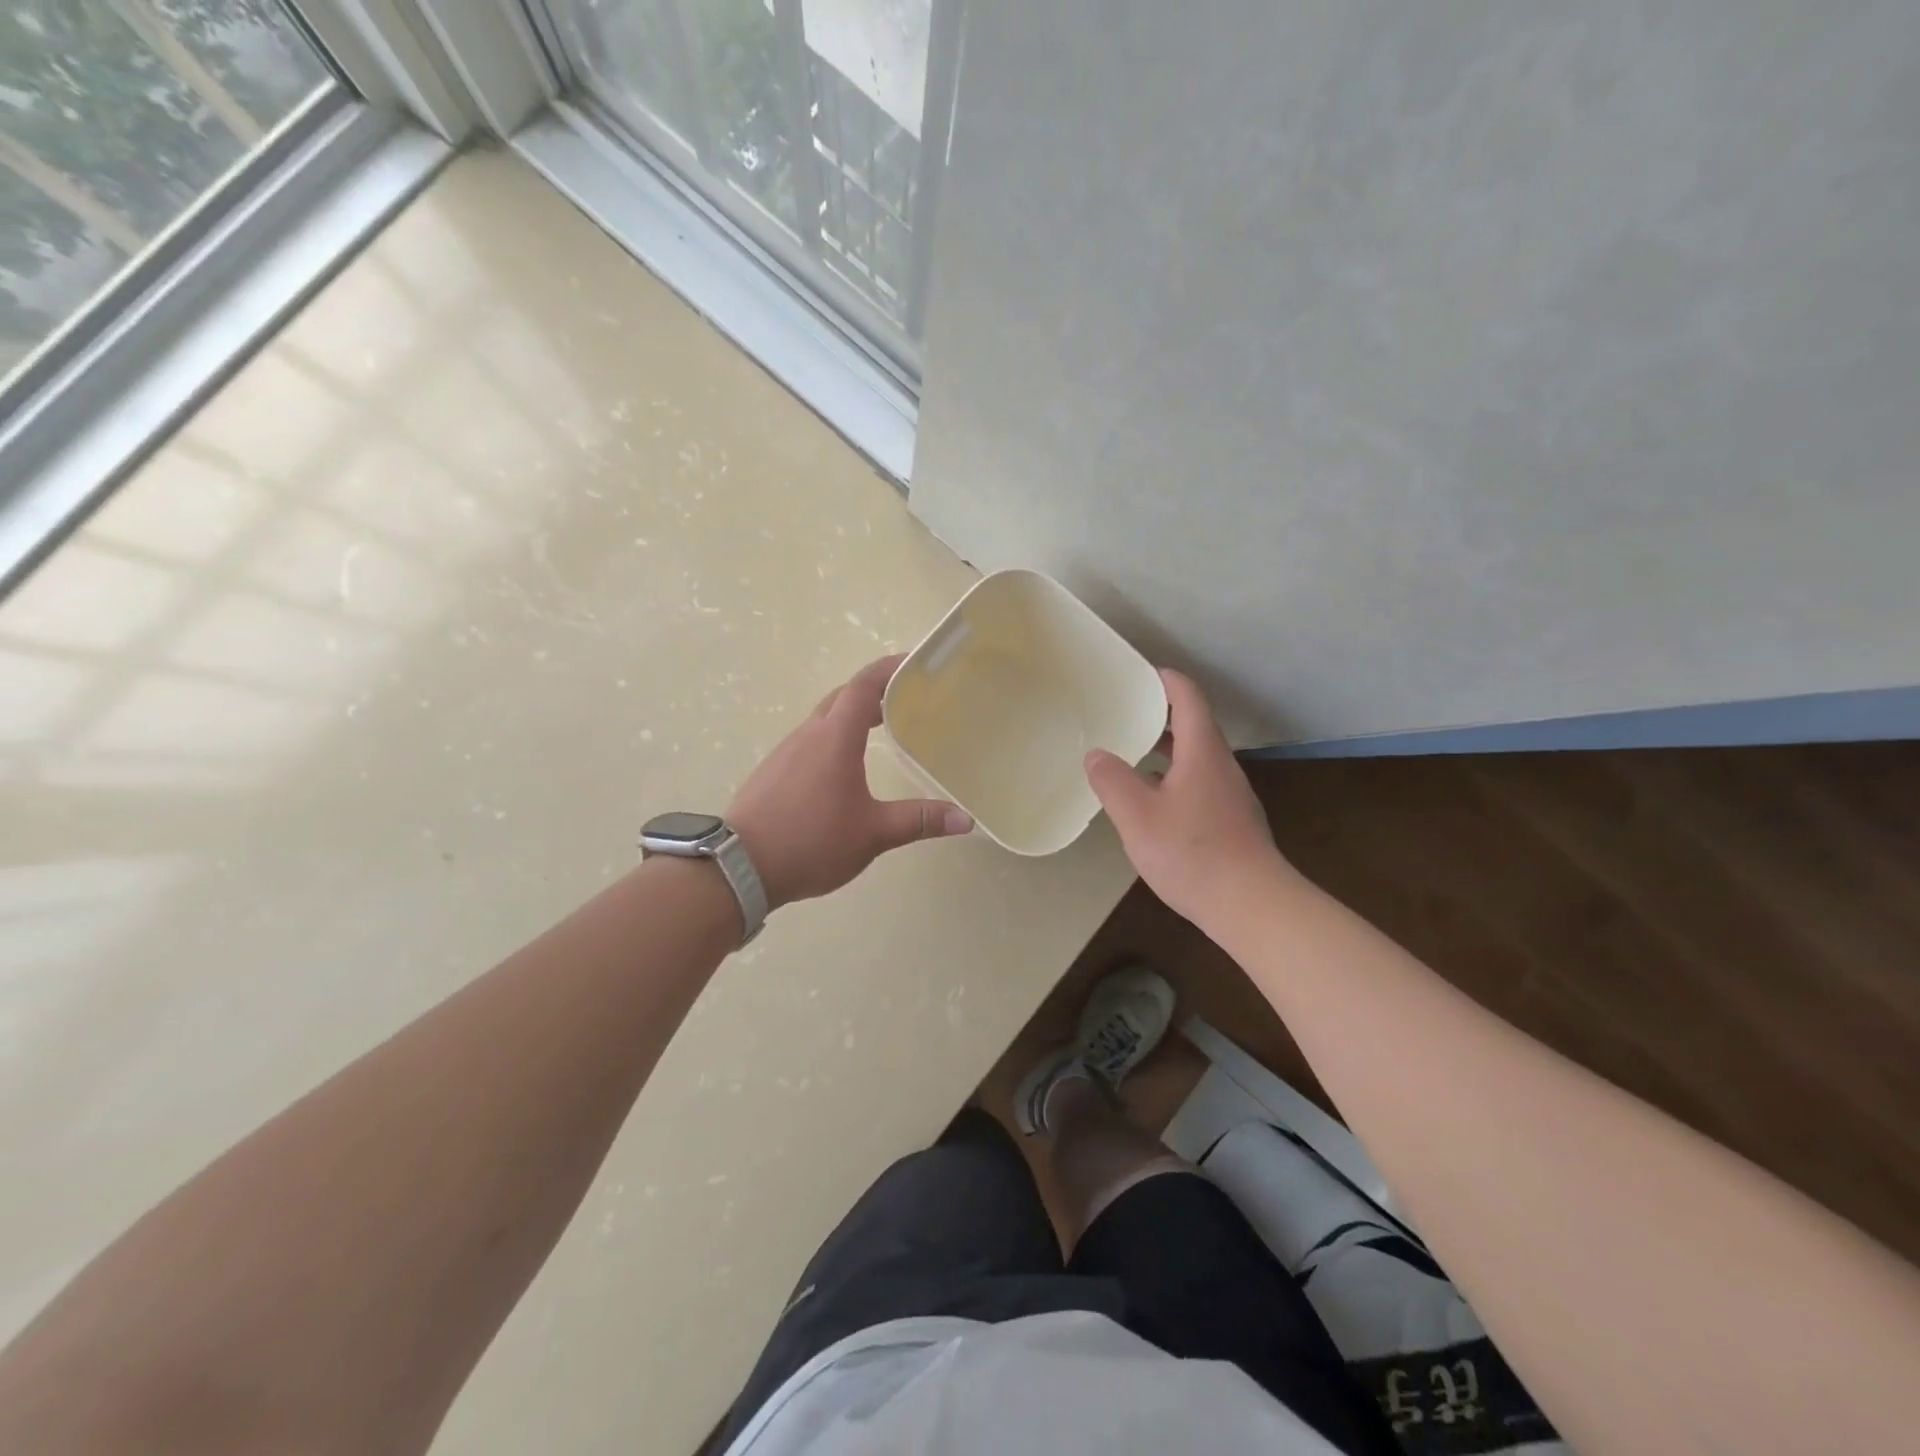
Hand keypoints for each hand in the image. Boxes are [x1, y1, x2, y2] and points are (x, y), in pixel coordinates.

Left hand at [727, 655, 972, 908]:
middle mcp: (808, 734)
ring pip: (824, 717)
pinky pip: (810, 738)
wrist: (738, 867)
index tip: (914, 663)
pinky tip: (845, 764)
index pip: (863, 686)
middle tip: (908, 697)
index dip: (889, 669)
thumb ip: (919, 821)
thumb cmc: (811, 842)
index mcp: (834, 737)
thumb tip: (967, 819)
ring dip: (853, 713)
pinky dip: (834, 735)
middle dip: (875, 690)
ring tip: (883, 727)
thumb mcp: (873, 833)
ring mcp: (786, 751)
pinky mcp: (773, 770)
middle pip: (843, 696)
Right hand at [1084, 668, 1293, 924]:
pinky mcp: (1231, 820)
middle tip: (1122, 713)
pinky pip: (1198, 783)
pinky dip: (1172, 777)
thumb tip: (1096, 754)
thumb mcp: (1138, 816)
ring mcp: (1230, 794)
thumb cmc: (1192, 853)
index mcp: (1202, 752)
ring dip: (1164, 749)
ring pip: (1195, 757)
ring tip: (1129, 754)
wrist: (1252, 906)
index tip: (1137, 674)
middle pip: (1193, 725)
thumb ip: (1113, 781)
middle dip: (1158, 715)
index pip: (1188, 698)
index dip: (1164, 680)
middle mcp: (1221, 766)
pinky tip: (1150, 802)